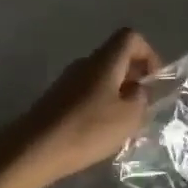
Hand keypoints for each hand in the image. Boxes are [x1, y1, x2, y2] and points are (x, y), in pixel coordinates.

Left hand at [10, 28, 162, 187]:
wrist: (33, 150)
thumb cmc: (87, 129)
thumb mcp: (128, 117)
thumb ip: (141, 99)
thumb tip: (139, 90)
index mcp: (105, 60)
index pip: (131, 37)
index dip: (148, 54)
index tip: (154, 81)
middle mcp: (86, 63)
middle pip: (116, 56)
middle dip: (134, 76)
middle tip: (143, 105)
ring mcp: (68, 80)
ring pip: (101, 76)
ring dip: (117, 92)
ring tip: (123, 123)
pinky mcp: (56, 99)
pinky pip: (87, 92)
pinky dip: (100, 104)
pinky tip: (100, 131)